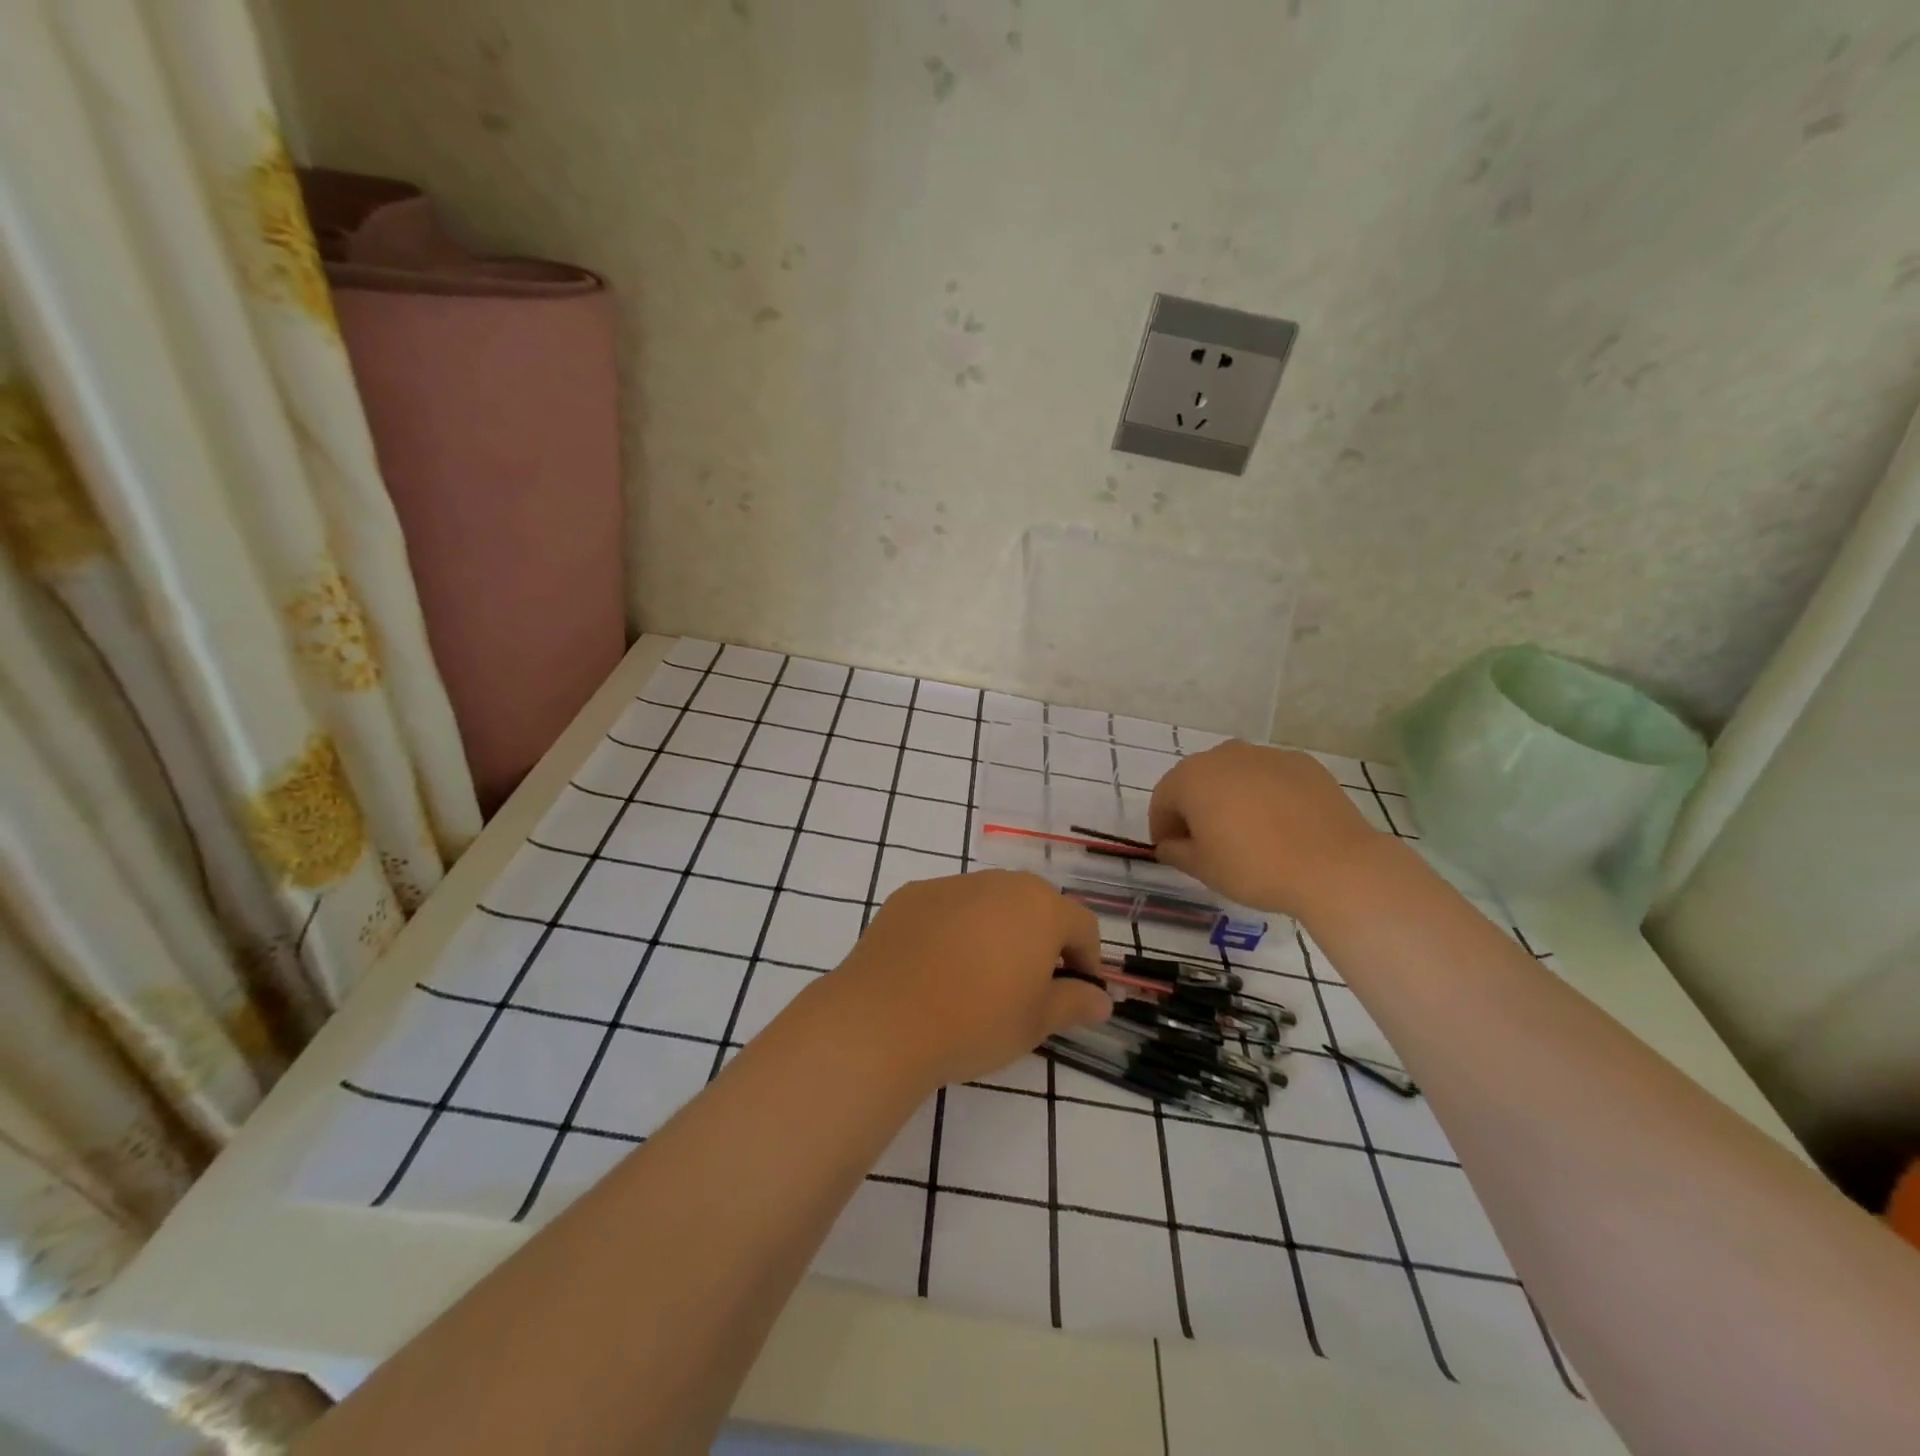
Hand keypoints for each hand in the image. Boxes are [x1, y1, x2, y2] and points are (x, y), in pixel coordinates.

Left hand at [818, 871, 1111, 1090]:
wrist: (884, 1019)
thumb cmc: (976, 1021)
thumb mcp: (1036, 1022)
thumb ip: (1074, 1002)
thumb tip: (1101, 999)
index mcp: (1039, 906)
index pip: (1081, 925)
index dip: (1087, 960)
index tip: (1078, 995)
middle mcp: (998, 882)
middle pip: (1035, 907)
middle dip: (1042, 942)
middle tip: (1031, 988)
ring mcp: (950, 885)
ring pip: (989, 905)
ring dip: (997, 933)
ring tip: (980, 980)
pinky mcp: (910, 896)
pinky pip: (947, 910)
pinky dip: (954, 932)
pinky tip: (937, 970)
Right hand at [1148, 742, 1382, 915]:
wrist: (1335, 866)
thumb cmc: (1255, 867)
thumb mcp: (1203, 868)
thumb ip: (1176, 852)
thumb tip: (1169, 844)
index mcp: (1192, 777)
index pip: (1163, 798)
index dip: (1162, 826)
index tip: (1171, 850)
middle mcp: (1225, 755)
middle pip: (1198, 779)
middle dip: (1194, 807)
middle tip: (1205, 842)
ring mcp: (1267, 755)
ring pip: (1235, 775)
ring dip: (1230, 797)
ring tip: (1246, 832)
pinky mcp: (1303, 763)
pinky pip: (1270, 777)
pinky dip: (1265, 794)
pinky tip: (1280, 824)